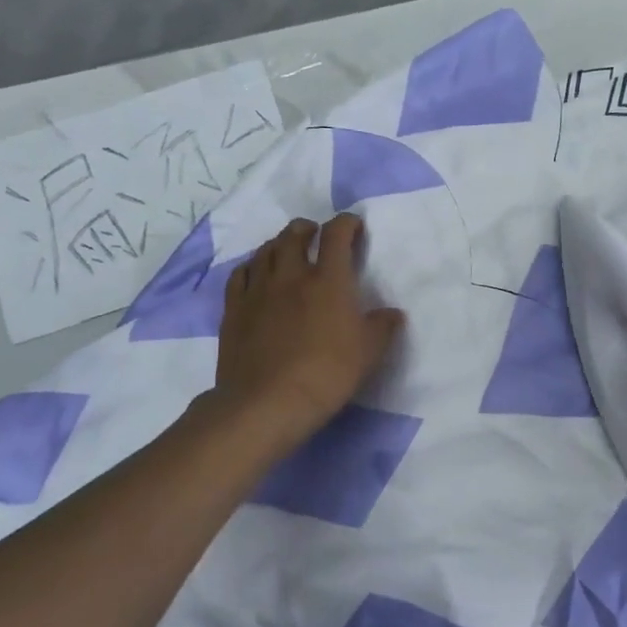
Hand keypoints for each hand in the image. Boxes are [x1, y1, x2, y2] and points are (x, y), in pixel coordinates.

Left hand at [203, 214, 404, 454]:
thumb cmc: (328, 373)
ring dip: (278, 243)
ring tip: (285, 248)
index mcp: (328, 280)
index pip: (337, 236)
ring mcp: (258, 291)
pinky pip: (239, 275)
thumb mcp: (369, 352)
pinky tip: (254, 273)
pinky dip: (251, 267)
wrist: (268, 401)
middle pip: (294, 236)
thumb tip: (393, 314)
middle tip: (314, 233)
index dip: (346, 224)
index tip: (353, 225)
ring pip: (265, 252)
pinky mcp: (234, 310)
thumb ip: (382, 327)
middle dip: (306, 228)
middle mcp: (291, 276)